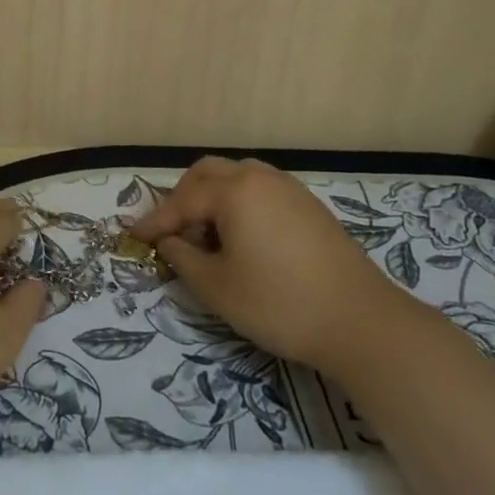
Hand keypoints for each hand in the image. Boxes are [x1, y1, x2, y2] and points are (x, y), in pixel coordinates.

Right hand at [131, 157, 396, 371]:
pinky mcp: (309, 206)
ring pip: (237, 177)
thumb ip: (183, 259)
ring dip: (212, 197)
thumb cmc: (279, 303)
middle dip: (182, 197)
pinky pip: (260, 190)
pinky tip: (241, 237)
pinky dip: (239, 203)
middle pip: (208, 173)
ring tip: (205, 233)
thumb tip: (170, 243)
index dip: (155, 220)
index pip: (182, 200)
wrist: (361, 322)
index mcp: (234, 192)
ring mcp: (289, 189)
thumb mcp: (218, 287)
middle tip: (170, 230)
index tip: (133, 237)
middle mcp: (260, 178)